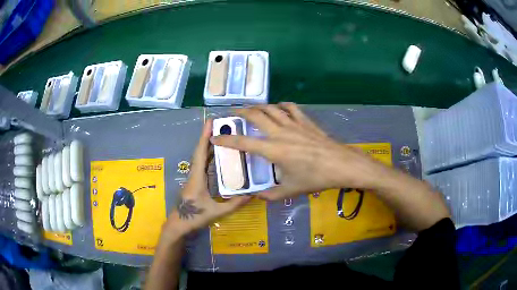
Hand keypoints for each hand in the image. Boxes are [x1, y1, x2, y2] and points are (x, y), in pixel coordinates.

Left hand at [161, 119, 250, 240]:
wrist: (178, 225)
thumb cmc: (194, 217)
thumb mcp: (216, 211)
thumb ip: (234, 204)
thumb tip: (252, 195)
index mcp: (197, 177)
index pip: (200, 153)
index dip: (204, 136)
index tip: (210, 122)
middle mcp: (194, 174)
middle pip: (200, 151)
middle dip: (208, 137)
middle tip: (220, 125)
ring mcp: (193, 178)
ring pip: (200, 158)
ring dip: (208, 146)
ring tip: (221, 136)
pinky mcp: (194, 182)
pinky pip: (202, 165)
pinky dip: (208, 157)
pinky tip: (217, 156)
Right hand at [210, 103, 394, 200]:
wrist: (342, 165)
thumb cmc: (316, 178)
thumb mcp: (291, 190)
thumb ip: (271, 195)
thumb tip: (257, 196)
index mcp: (273, 150)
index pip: (243, 143)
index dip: (226, 140)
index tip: (214, 137)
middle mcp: (280, 132)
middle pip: (255, 115)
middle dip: (240, 112)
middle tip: (232, 113)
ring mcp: (294, 124)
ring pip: (271, 108)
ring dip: (258, 106)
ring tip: (251, 109)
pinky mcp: (306, 121)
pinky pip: (290, 108)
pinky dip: (281, 106)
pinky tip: (279, 109)